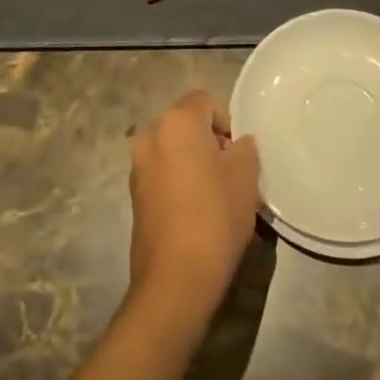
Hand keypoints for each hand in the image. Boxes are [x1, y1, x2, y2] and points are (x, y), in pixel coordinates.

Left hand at [129, 90, 260, 317]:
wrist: (175, 279)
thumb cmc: (215, 216)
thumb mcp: (246, 176)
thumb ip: (244, 148)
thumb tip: (235, 145)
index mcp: (177, 121)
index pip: (205, 101)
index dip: (226, 122)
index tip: (237, 154)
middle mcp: (150, 135)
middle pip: (186, 124)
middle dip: (208, 142)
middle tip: (229, 173)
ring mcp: (137, 167)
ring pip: (173, 150)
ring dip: (191, 162)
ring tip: (213, 196)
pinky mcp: (133, 196)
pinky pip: (162, 174)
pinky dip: (178, 182)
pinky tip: (194, 212)